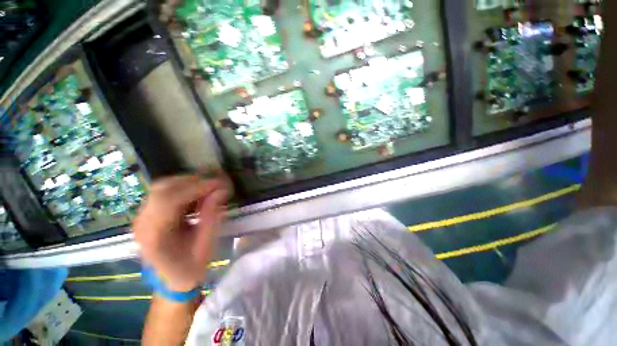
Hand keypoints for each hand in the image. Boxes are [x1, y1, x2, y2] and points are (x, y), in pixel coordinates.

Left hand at [132, 175, 228, 291]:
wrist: (168, 281)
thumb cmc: (188, 270)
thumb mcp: (205, 247)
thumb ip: (212, 218)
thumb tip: (221, 191)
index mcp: (154, 237)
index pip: (169, 200)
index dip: (197, 187)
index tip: (221, 184)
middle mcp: (142, 222)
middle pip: (163, 188)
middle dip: (194, 181)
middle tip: (217, 184)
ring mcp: (142, 216)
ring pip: (163, 186)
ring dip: (189, 182)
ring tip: (210, 188)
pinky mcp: (148, 213)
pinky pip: (165, 192)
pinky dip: (184, 187)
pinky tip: (198, 194)